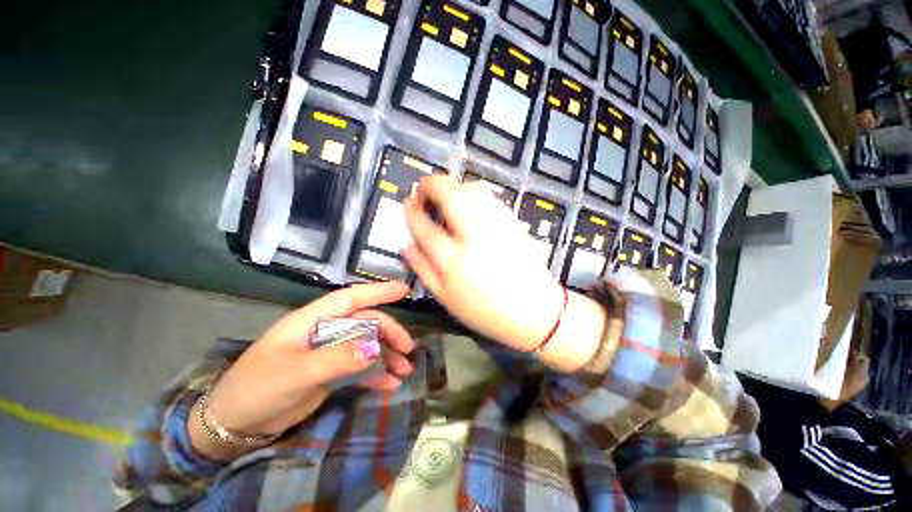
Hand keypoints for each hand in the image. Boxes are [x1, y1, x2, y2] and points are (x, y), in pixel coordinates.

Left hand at [191, 282, 414, 459]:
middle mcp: (325, 332)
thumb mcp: (294, 374)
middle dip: (390, 333)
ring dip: (388, 355)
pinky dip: (377, 374)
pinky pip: (360, 368)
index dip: (378, 291)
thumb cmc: (255, 389)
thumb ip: (336, 359)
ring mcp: (330, 352)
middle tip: (408, 349)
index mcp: (312, 321)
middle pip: (366, 323)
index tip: (404, 290)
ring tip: (405, 370)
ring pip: (367, 344)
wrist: (233, 425)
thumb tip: (375, 348)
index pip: (351, 298)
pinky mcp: (331, 372)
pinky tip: (391, 384)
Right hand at [401, 176, 567, 351]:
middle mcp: (475, 236)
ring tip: (444, 196)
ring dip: (452, 186)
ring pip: (470, 190)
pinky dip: (472, 192)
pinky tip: (467, 202)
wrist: (534, 310)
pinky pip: (488, 196)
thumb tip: (405, 245)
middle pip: (449, 196)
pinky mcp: (512, 221)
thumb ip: (423, 269)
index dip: (413, 211)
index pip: (426, 227)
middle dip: (431, 185)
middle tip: (423, 190)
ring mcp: (497, 225)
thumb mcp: (446, 297)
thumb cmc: (485, 310)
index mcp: (454, 262)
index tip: (408, 202)